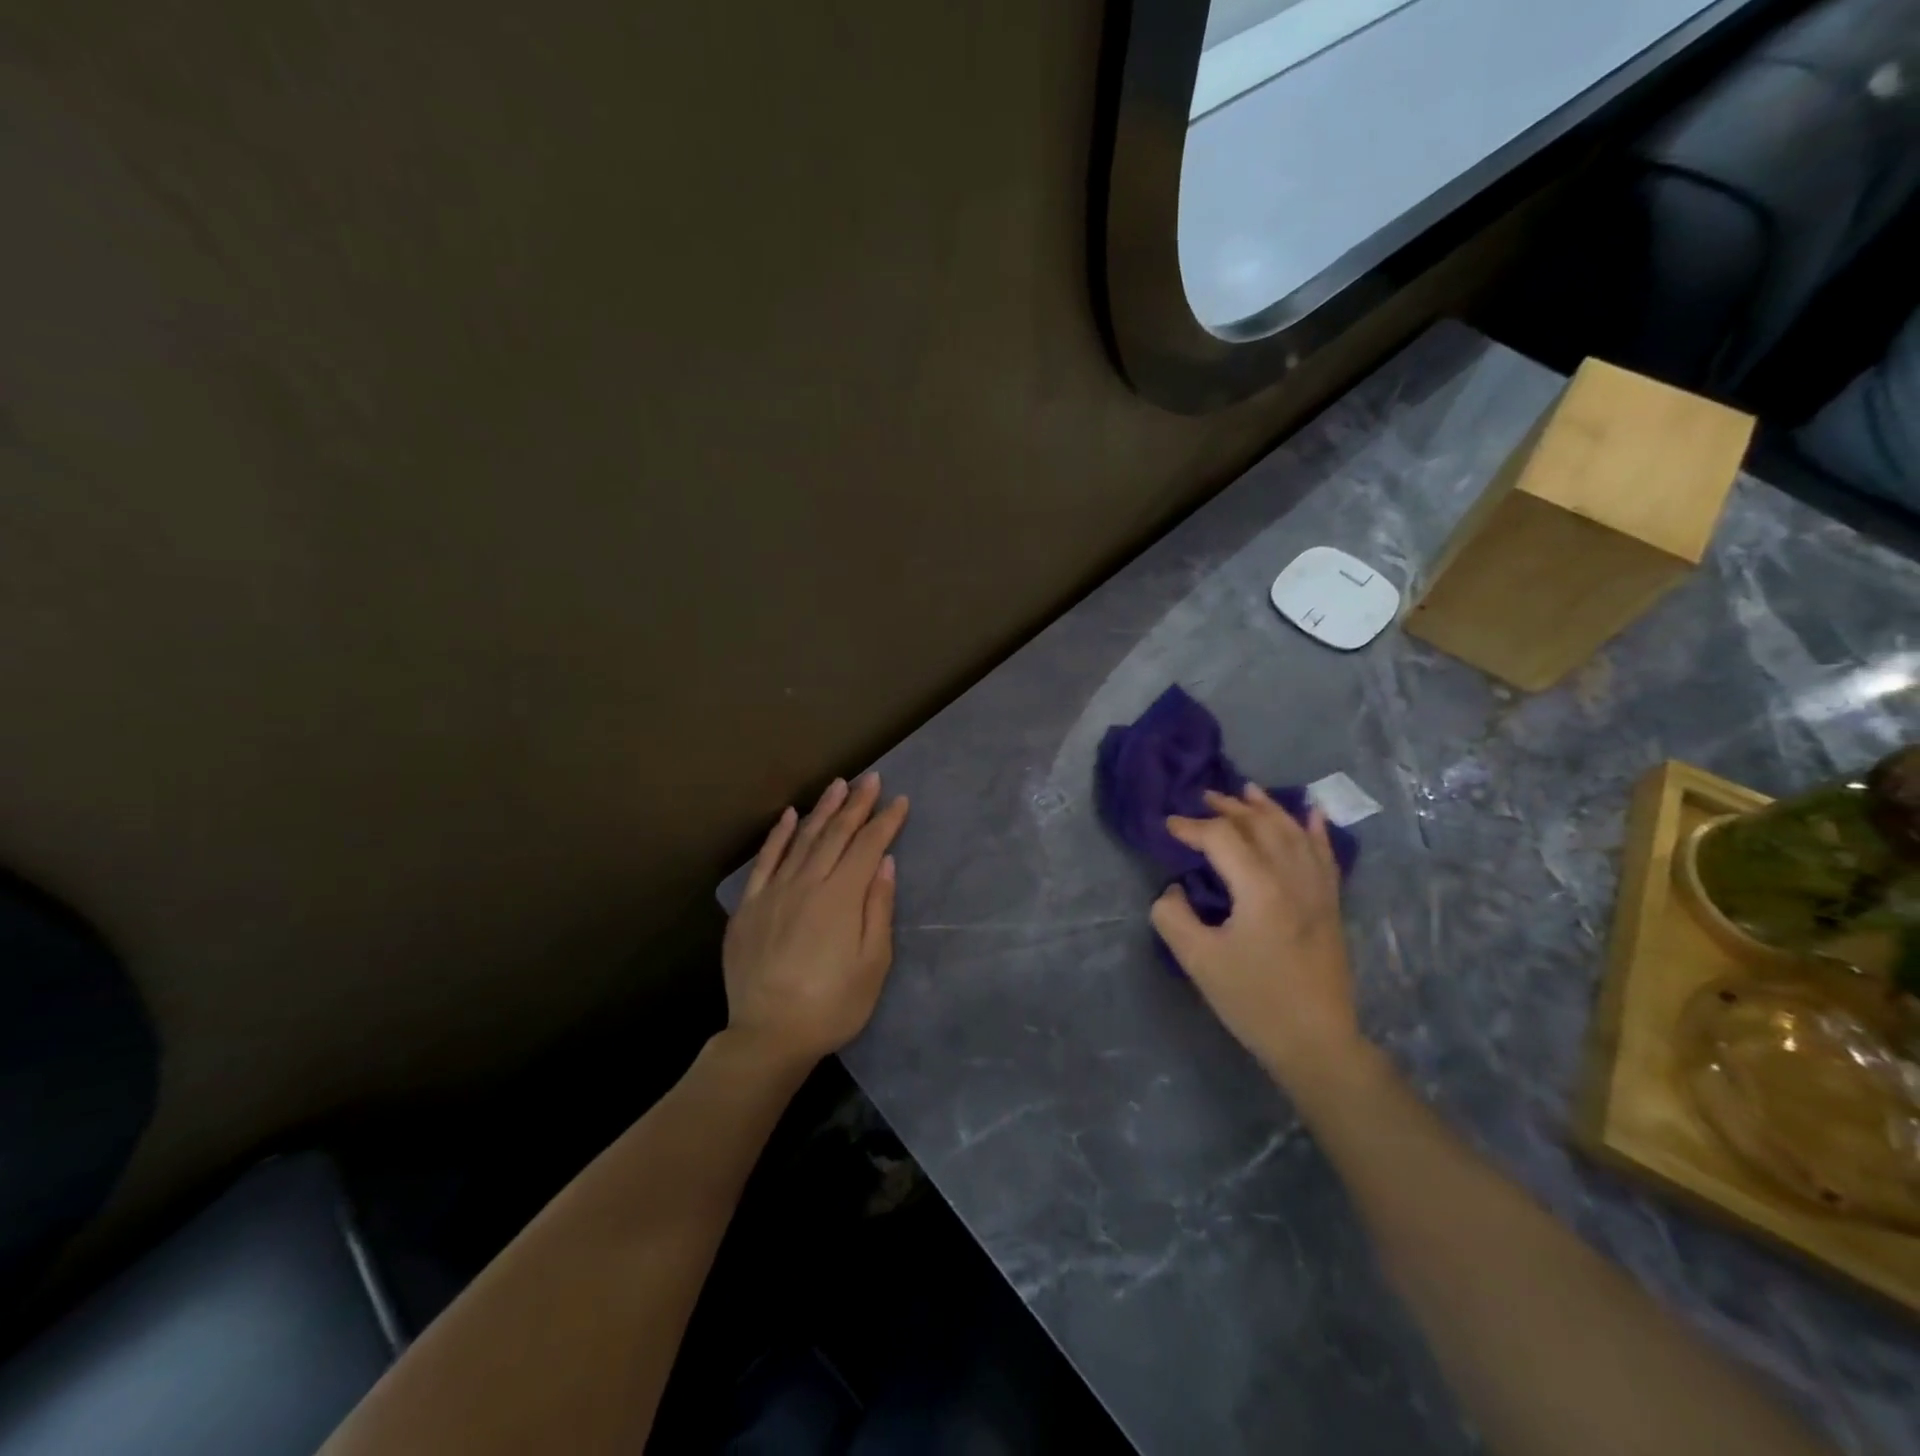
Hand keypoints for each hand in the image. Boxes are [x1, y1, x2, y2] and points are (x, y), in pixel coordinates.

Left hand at [723, 772, 909, 1067]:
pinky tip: (790, 816)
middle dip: (856, 804)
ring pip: (802, 839)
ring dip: (822, 810)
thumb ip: (879, 908)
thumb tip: (885, 863)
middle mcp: (807, 883)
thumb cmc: (832, 1005)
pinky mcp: (749, 905)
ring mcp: (774, 891)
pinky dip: (778, 836)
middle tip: (872, 779)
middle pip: (836, 835)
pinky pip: (764, 860)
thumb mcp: (872, 964)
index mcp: (841, 897)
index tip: (900, 801)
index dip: (885, 822)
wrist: (768, 1035)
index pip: (868, 847)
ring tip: (837, 785)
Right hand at [1151, 784, 1364, 1089]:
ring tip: (1247, 791)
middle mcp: (1293, 878)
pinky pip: (1326, 855)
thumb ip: (1173, 916)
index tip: (1168, 827)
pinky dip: (1316, 830)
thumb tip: (1173, 890)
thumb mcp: (1198, 960)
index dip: (1192, 827)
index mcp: (1260, 888)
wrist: (1315, 1042)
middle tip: (1202, 798)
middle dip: (1228, 809)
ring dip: (1268, 809)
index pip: (1222, 838)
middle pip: (1260, 826)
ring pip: (1294, 833)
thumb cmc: (1253, 1000)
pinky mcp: (1332, 906)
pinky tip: (1312, 813)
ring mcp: (1318, 891)